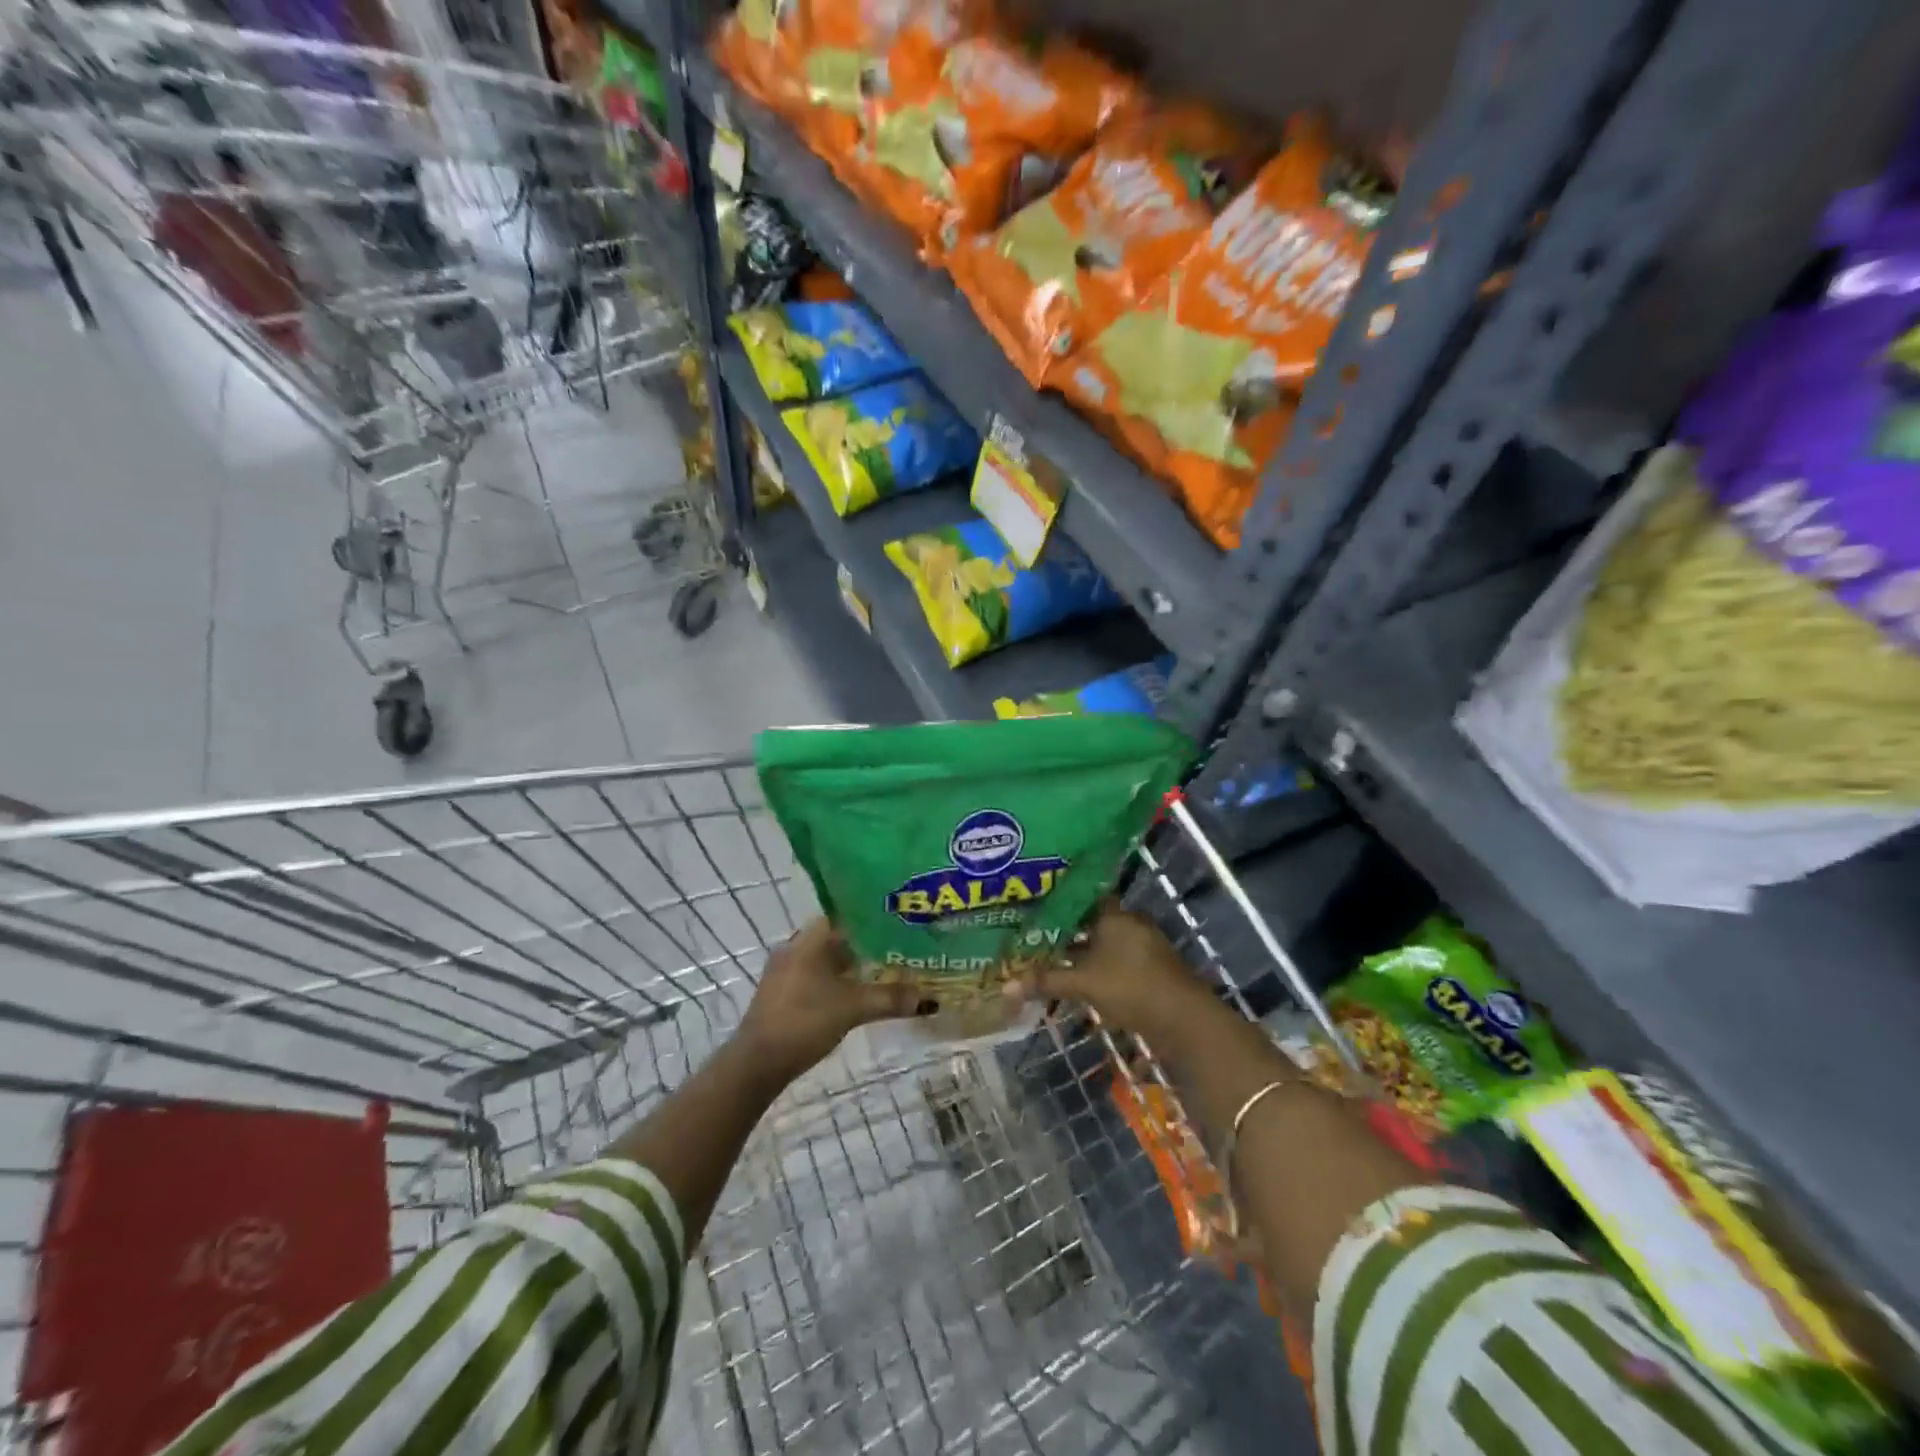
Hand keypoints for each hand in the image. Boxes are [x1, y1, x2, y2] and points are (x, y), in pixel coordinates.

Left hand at [736, 918, 927, 1080]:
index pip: (846, 914)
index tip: (900, 923)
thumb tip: (928, 999)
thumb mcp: (852, 1008)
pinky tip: (857, 992)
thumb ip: (890, 999)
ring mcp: (786, 970)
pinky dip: (838, 979)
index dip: (874, 917)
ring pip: (827, 958)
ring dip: (853, 964)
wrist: (757, 1063)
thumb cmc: (804, 1021)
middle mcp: (795, 946)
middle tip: (900, 947)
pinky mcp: (783, 992)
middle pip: (838, 936)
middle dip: (868, 943)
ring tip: (886, 969)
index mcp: (809, 938)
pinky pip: (817, 975)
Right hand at [1005, 906, 1223, 1047]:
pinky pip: (1116, 960)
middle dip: (1066, 930)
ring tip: (1050, 959)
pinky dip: (1098, 967)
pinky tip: (1079, 980)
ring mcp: (1144, 947)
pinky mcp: (1151, 969)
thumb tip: (1005, 987)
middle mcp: (1130, 923)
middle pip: (1092, 921)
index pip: (1082, 897)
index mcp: (1115, 914)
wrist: (1184, 1020)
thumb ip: (1046, 981)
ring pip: (1104, 943)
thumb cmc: (1131, 987)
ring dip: (1082, 952)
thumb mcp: (1083, 984)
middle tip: (1034, 935)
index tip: (1034, 906)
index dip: (1058, 901)